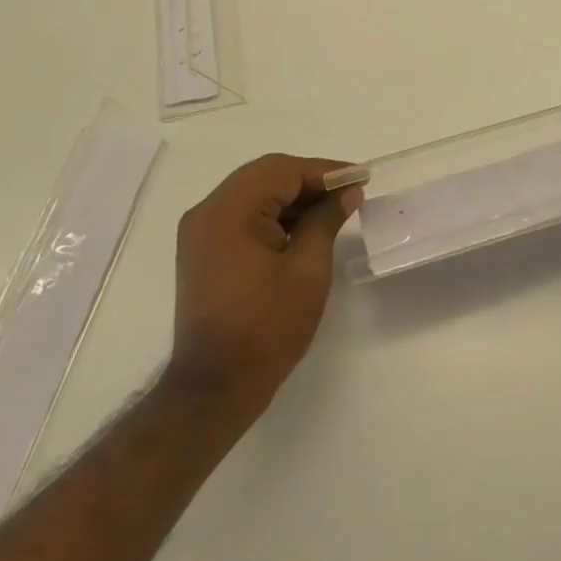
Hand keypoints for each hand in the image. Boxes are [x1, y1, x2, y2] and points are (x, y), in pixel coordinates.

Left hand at [166, 154, 362, 417]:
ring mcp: (200, 231)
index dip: (325, 171)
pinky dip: (272, 214)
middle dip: (309, 180)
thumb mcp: (308, 270)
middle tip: (348, 190)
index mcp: (230, 210)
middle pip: (265, 175)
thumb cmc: (266, 328)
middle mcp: (208, 211)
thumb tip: (346, 192)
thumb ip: (326, 220)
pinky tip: (302, 227)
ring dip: (291, 196)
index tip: (360, 177)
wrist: (214, 389)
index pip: (283, 171)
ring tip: (331, 208)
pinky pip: (241, 215)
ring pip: (253, 192)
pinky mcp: (202, 251)